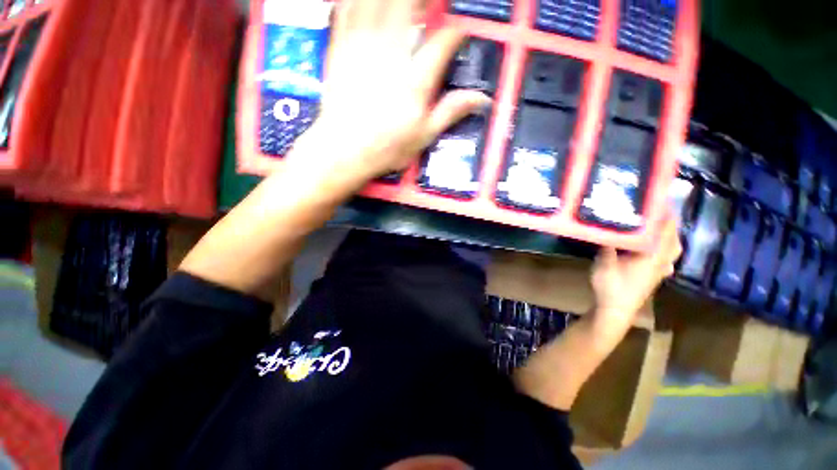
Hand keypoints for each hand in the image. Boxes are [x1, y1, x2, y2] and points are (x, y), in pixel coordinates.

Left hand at [292, 0, 490, 184]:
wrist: (345, 149)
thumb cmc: (386, 148)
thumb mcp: (424, 136)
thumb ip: (451, 111)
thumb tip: (480, 98)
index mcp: (415, 80)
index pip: (443, 41)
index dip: (456, 32)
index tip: (460, 34)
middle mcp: (390, 55)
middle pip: (410, 6)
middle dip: (426, 2)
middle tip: (432, 8)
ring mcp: (362, 47)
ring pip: (379, 2)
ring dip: (397, 2)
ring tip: (406, 9)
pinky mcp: (340, 47)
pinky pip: (348, 8)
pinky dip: (359, 2)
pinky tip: (370, 5)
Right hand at [588, 216, 681, 344]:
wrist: (615, 311)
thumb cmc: (611, 286)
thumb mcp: (604, 263)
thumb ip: (608, 245)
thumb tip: (607, 229)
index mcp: (652, 255)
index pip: (665, 230)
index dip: (665, 214)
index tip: (662, 199)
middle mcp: (660, 261)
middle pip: (673, 239)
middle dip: (669, 223)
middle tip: (660, 210)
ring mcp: (658, 271)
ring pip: (671, 250)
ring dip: (669, 236)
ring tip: (659, 227)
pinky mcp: (653, 277)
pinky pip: (665, 258)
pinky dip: (664, 249)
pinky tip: (656, 251)